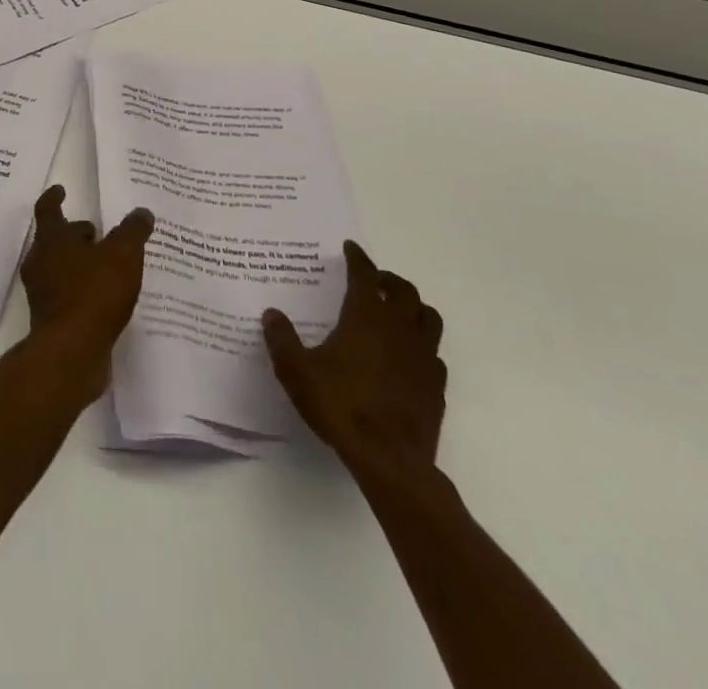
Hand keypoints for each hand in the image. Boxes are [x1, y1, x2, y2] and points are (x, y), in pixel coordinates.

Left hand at [19, 185, 153, 401]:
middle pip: (54, 240)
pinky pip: (68, 296)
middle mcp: (41, 262)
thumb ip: (133, 231)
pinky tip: (106, 298)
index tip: (61, 190)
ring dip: (80, 264)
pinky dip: (84, 291)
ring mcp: (43, 293)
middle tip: (97, 232)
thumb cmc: (94, 293)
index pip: (47, 209)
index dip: (54, 197)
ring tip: (107, 266)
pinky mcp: (51, 320)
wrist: (71, 352)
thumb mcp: (123, 255)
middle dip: (74, 234)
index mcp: (52, 240)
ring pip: (60, 268)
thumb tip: (141, 212)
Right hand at [263, 240, 445, 482]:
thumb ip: (282, 339)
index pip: (365, 275)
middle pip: (404, 290)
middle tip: (373, 280)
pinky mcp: (436, 386)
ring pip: (428, 318)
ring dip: (413, 307)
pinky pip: (434, 353)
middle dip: (388, 279)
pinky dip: (422, 345)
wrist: (390, 460)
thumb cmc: (340, 406)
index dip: (358, 258)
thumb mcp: (296, 371)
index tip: (351, 248)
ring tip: (397, 311)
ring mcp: (423, 358)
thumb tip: (272, 314)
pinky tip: (408, 356)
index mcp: (366, 317)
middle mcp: (399, 329)